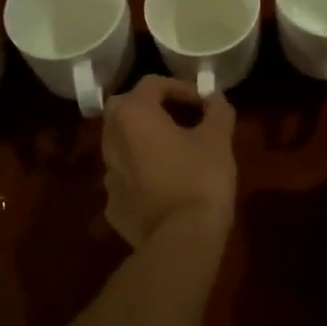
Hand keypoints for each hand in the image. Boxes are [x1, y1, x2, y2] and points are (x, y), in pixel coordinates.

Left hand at [100, 76, 236, 250]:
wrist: (181, 241)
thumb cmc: (201, 178)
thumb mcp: (218, 138)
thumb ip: (217, 110)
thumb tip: (215, 96)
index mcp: (134, 116)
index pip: (152, 84)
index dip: (181, 87)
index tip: (203, 101)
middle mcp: (112, 141)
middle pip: (126, 110)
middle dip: (152, 108)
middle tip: (180, 118)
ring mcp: (108, 177)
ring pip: (122, 145)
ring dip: (144, 141)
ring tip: (175, 151)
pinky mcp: (112, 207)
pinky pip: (126, 178)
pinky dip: (142, 174)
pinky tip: (165, 185)